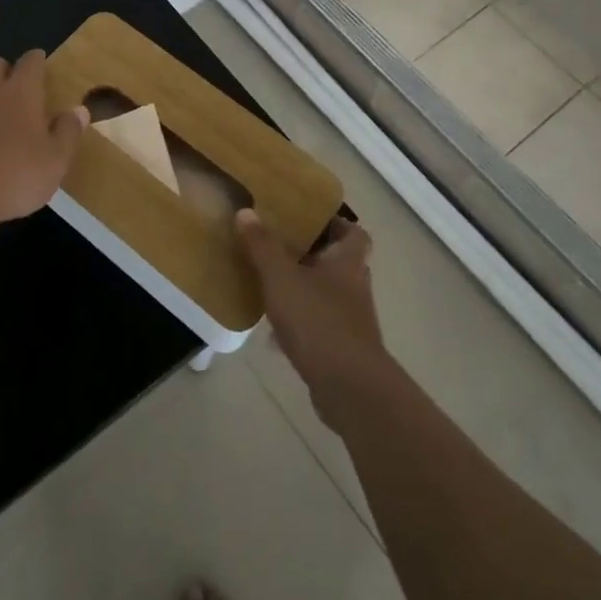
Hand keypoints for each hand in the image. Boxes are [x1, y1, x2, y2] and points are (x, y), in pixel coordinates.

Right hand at [236, 210, 390, 426]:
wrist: (349, 388)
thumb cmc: (318, 322)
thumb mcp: (282, 278)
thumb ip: (263, 246)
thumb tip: (246, 211)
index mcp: (347, 263)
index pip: (354, 233)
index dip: (336, 224)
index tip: (309, 219)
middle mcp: (354, 288)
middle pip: (339, 264)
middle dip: (313, 257)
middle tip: (281, 249)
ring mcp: (352, 322)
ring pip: (328, 296)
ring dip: (305, 291)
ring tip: (271, 287)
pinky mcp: (343, 350)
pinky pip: (319, 327)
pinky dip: (300, 325)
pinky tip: (273, 333)